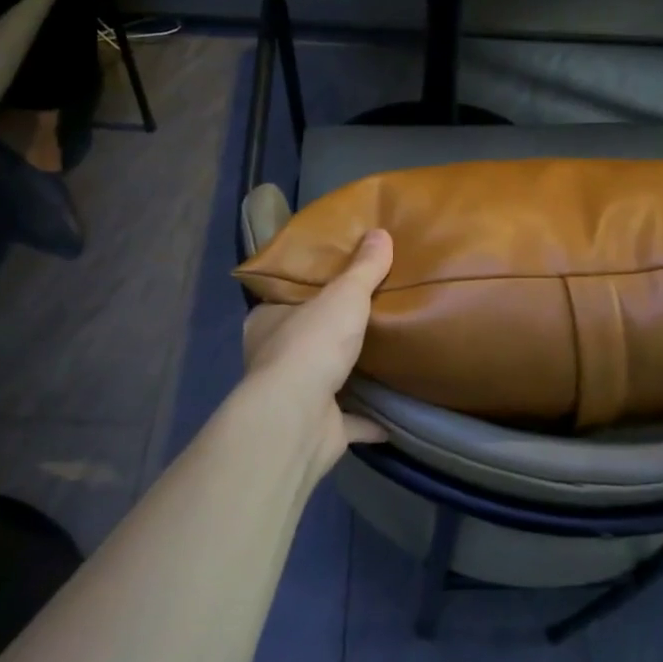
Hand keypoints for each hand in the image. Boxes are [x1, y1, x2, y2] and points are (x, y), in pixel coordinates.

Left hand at [241, 230, 393, 477]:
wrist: (298, 418)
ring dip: (348, 376)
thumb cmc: (312, 345)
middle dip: (331, 333)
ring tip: (384, 358)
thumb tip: (381, 232)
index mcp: (268, 322)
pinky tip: (394, 415)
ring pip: (324, 381)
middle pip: (305, 339)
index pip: (284, 299)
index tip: (337, 282)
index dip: (308, 290)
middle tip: (368, 316)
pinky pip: (349, 422)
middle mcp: (274, 359)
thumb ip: (363, 268)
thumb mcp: (344, 295)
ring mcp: (295, 398)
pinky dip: (369, 421)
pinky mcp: (318, 429)